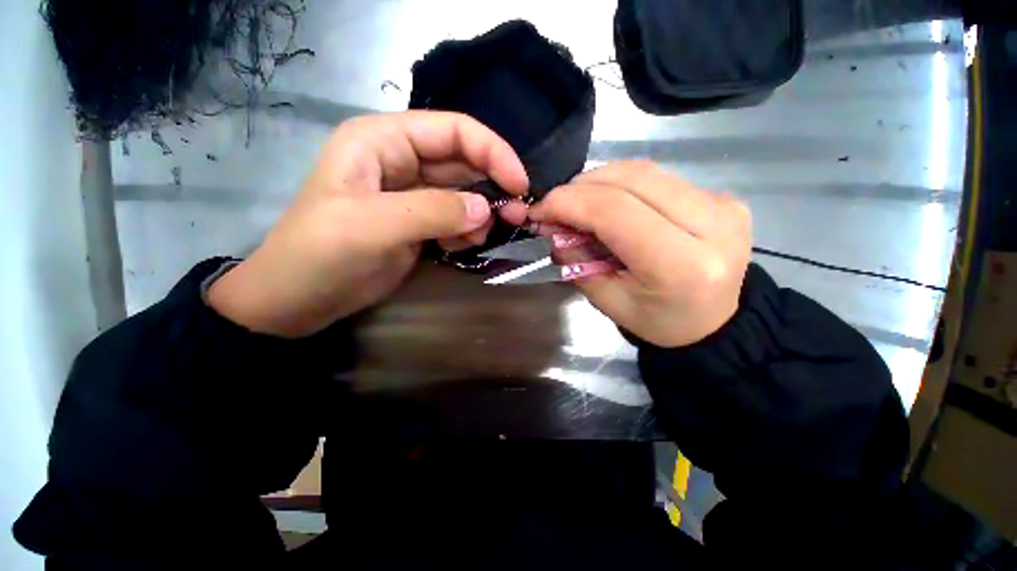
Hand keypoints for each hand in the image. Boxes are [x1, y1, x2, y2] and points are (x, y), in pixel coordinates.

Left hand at [209, 111, 528, 337]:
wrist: (298, 300)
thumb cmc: (319, 255)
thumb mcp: (371, 227)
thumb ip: (432, 212)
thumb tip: (485, 209)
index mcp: (383, 141)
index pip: (453, 130)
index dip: (492, 152)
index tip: (519, 184)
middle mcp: (401, 160)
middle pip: (463, 162)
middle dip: (493, 187)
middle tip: (516, 215)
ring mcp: (411, 195)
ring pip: (464, 193)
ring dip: (481, 213)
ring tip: (480, 237)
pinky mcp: (418, 223)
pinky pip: (456, 219)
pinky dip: (467, 231)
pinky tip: (460, 247)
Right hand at [529, 161, 751, 347]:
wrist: (713, 323)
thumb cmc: (657, 322)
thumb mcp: (607, 301)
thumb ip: (576, 261)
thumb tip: (551, 227)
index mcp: (682, 265)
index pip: (614, 211)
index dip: (568, 203)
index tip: (539, 210)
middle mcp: (713, 225)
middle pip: (631, 179)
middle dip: (580, 187)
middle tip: (555, 206)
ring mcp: (723, 204)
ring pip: (644, 172)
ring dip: (599, 182)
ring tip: (577, 204)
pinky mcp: (723, 197)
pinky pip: (659, 178)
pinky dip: (622, 185)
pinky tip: (609, 203)